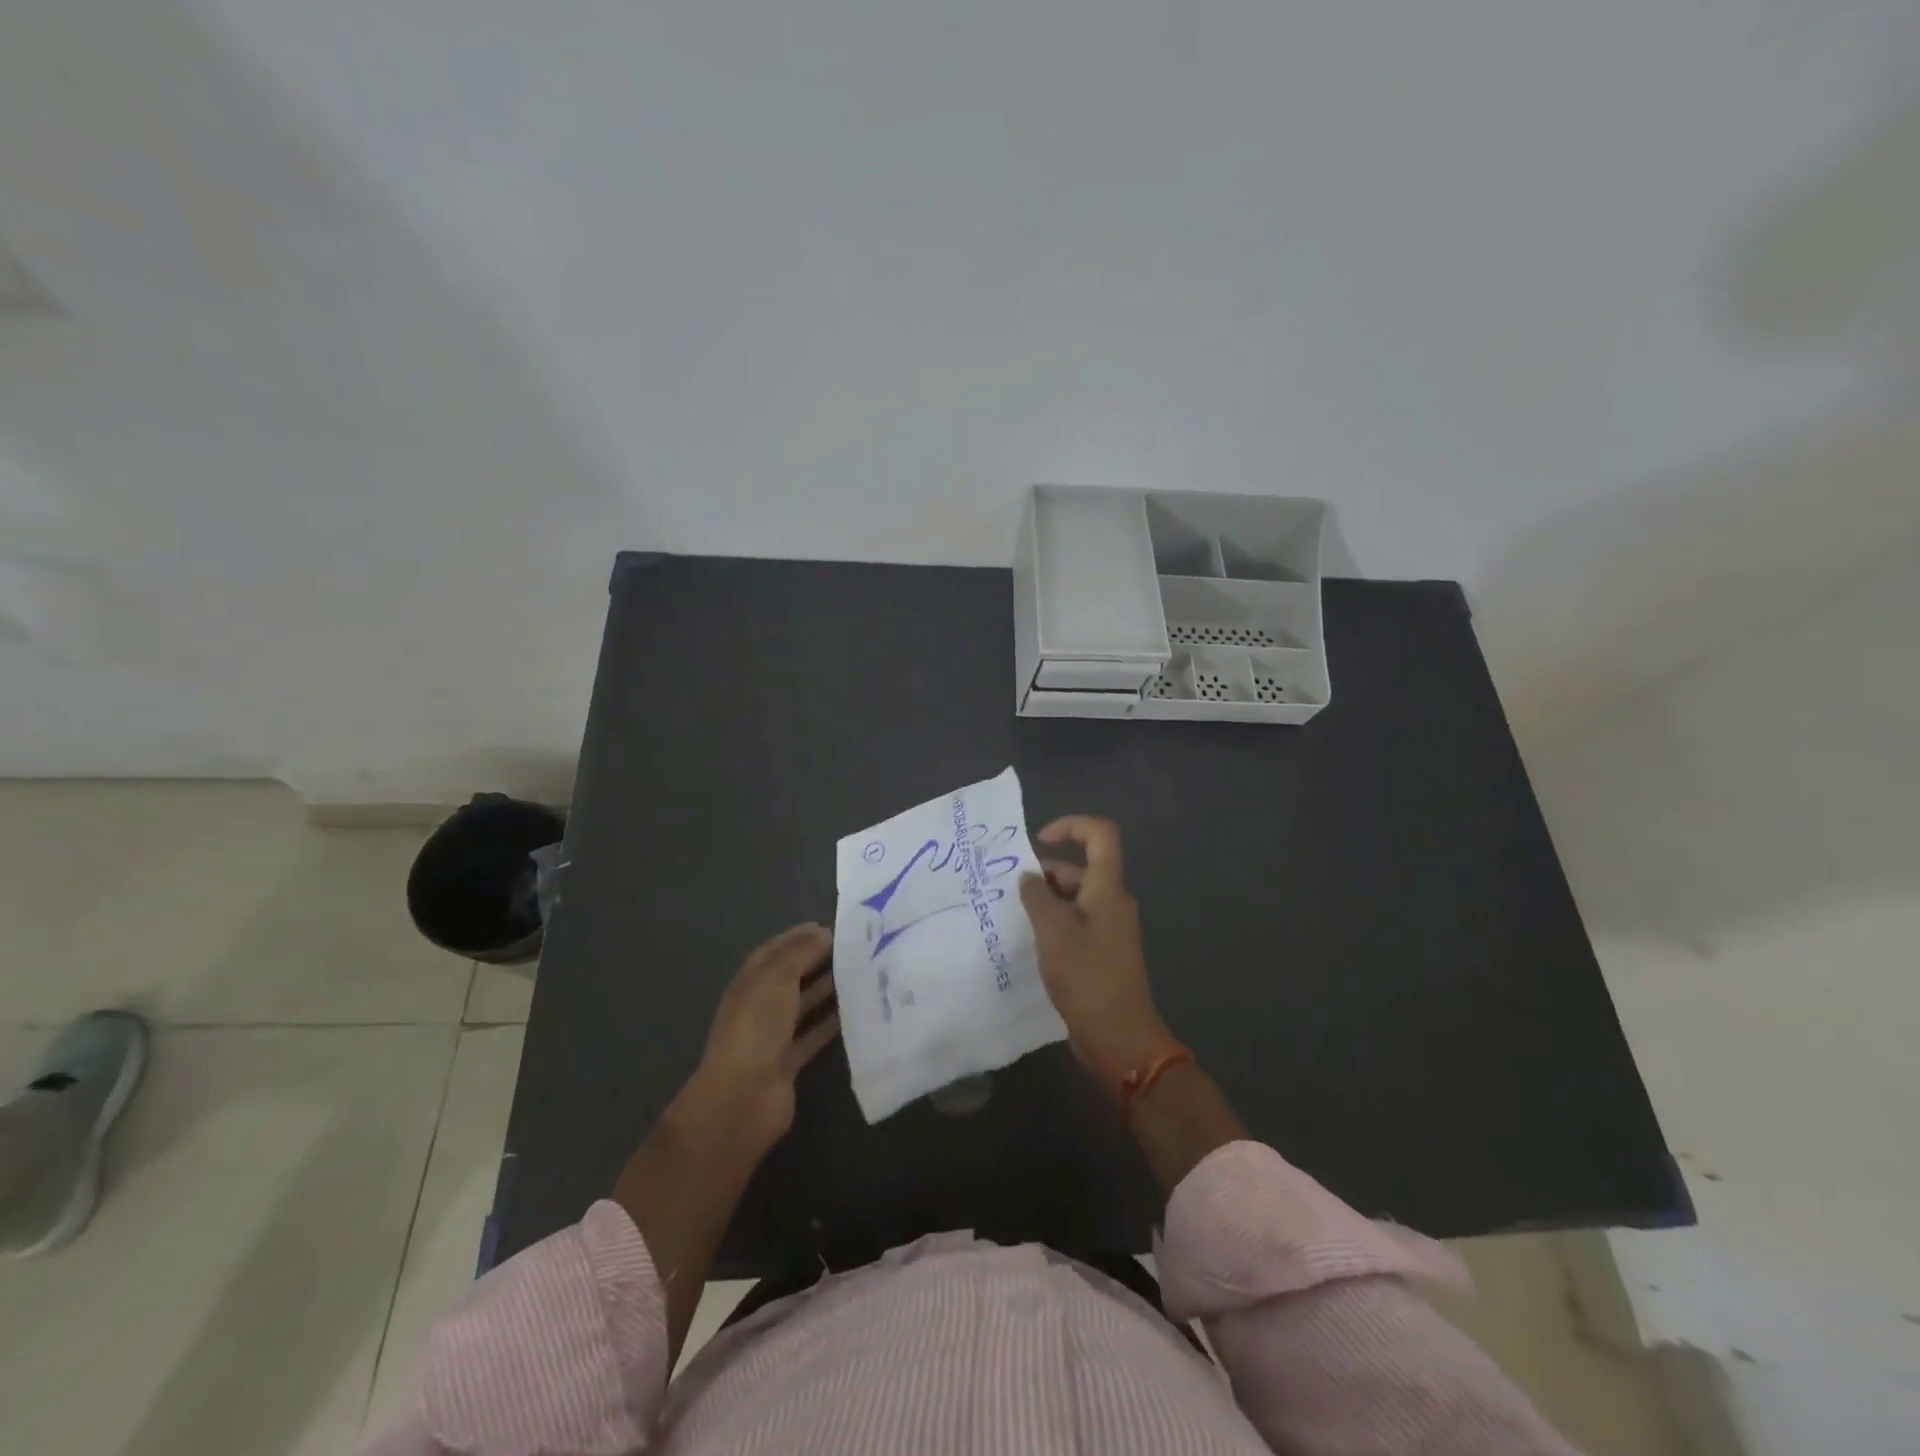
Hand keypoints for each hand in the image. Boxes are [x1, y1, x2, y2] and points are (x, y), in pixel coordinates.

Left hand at [675, 923, 839, 1157]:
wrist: (742, 1098)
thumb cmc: (756, 1028)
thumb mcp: (777, 979)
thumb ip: (801, 953)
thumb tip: (823, 932)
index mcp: (750, 981)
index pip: (776, 950)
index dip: (801, 936)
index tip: (835, 927)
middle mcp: (760, 1004)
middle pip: (792, 976)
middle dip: (819, 961)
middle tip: (857, 949)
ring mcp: (773, 1035)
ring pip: (804, 1005)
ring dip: (828, 990)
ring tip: (861, 974)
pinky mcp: (788, 1061)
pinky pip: (813, 1035)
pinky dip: (831, 1023)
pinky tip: (856, 1012)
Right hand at [1019, 816, 1173, 1097]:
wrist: (1119, 1037)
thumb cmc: (1087, 977)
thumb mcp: (1053, 932)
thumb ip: (1037, 898)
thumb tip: (1029, 878)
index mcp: (1108, 889)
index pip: (1100, 835)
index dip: (1071, 826)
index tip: (1038, 841)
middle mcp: (1112, 902)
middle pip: (1081, 868)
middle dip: (1045, 873)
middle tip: (1010, 892)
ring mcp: (1109, 928)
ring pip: (1076, 897)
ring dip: (1046, 901)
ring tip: (1013, 917)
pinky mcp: (1102, 951)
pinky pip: (1077, 922)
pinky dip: (1054, 923)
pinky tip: (1030, 940)